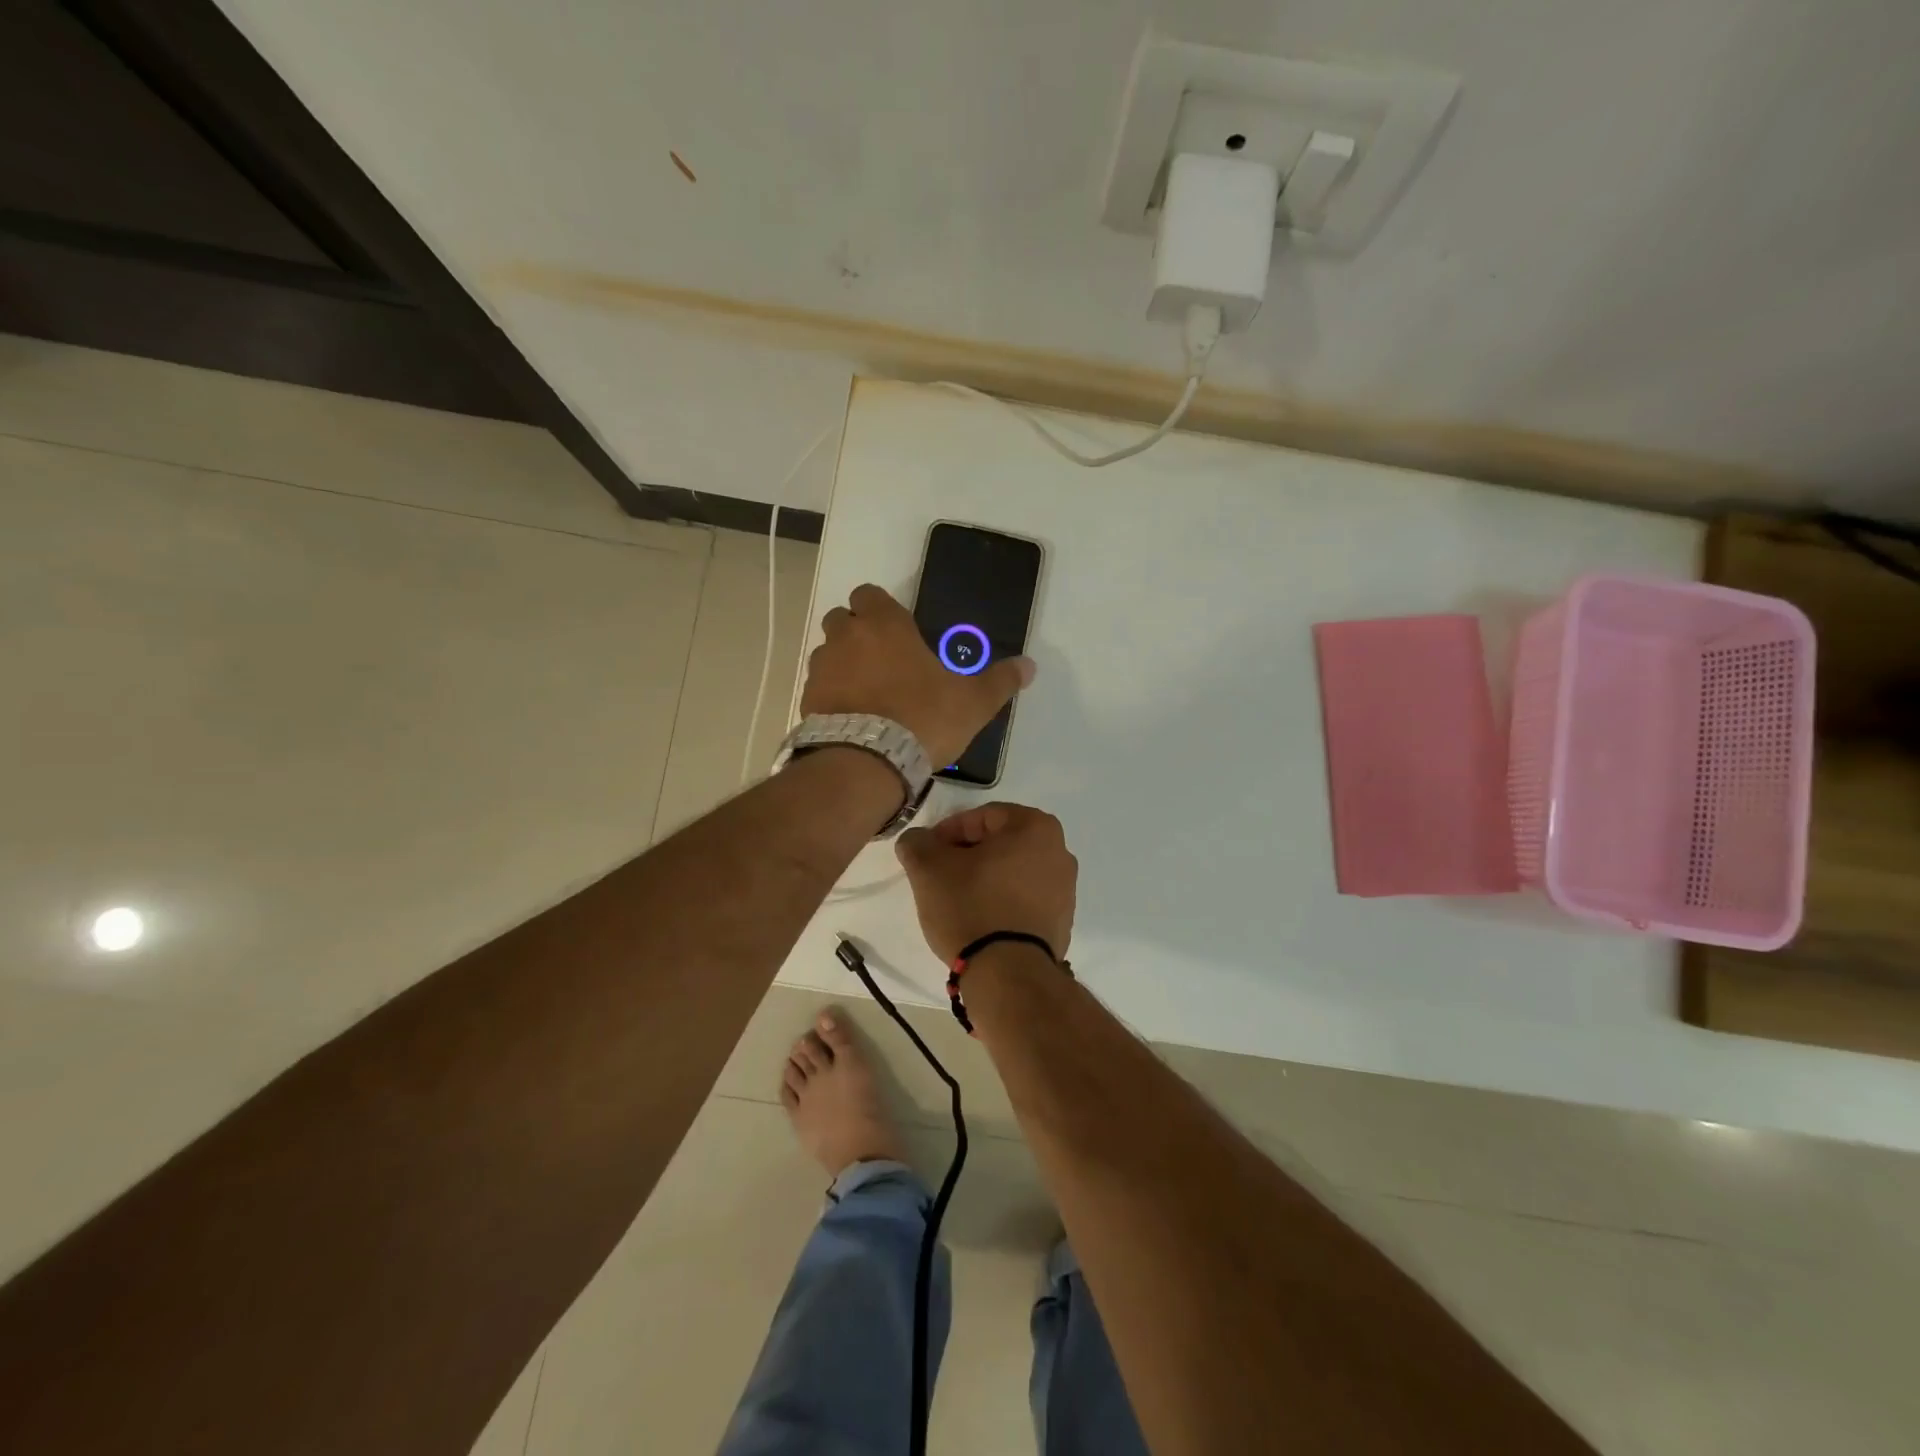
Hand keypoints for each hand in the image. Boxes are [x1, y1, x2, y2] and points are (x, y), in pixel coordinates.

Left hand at [800, 584, 1034, 768]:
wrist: (868, 764)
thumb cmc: (923, 719)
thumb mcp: (972, 703)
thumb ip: (999, 681)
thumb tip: (1029, 666)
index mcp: (885, 625)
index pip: (869, 594)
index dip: (880, 609)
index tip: (898, 632)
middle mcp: (846, 638)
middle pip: (841, 618)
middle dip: (857, 633)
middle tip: (883, 660)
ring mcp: (822, 669)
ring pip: (826, 652)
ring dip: (842, 664)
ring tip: (866, 693)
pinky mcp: (807, 701)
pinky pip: (818, 687)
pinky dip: (831, 695)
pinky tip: (851, 717)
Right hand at [895, 803, 1076, 962]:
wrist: (1008, 974)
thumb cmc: (971, 906)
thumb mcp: (928, 867)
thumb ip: (917, 843)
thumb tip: (918, 841)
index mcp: (1036, 826)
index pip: (982, 816)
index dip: (948, 832)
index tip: (928, 853)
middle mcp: (1060, 851)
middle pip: (1001, 843)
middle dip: (968, 855)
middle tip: (939, 875)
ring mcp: (1066, 889)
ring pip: (1013, 871)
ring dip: (985, 878)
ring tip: (957, 900)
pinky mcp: (1061, 921)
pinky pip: (1024, 899)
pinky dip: (1002, 901)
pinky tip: (980, 920)